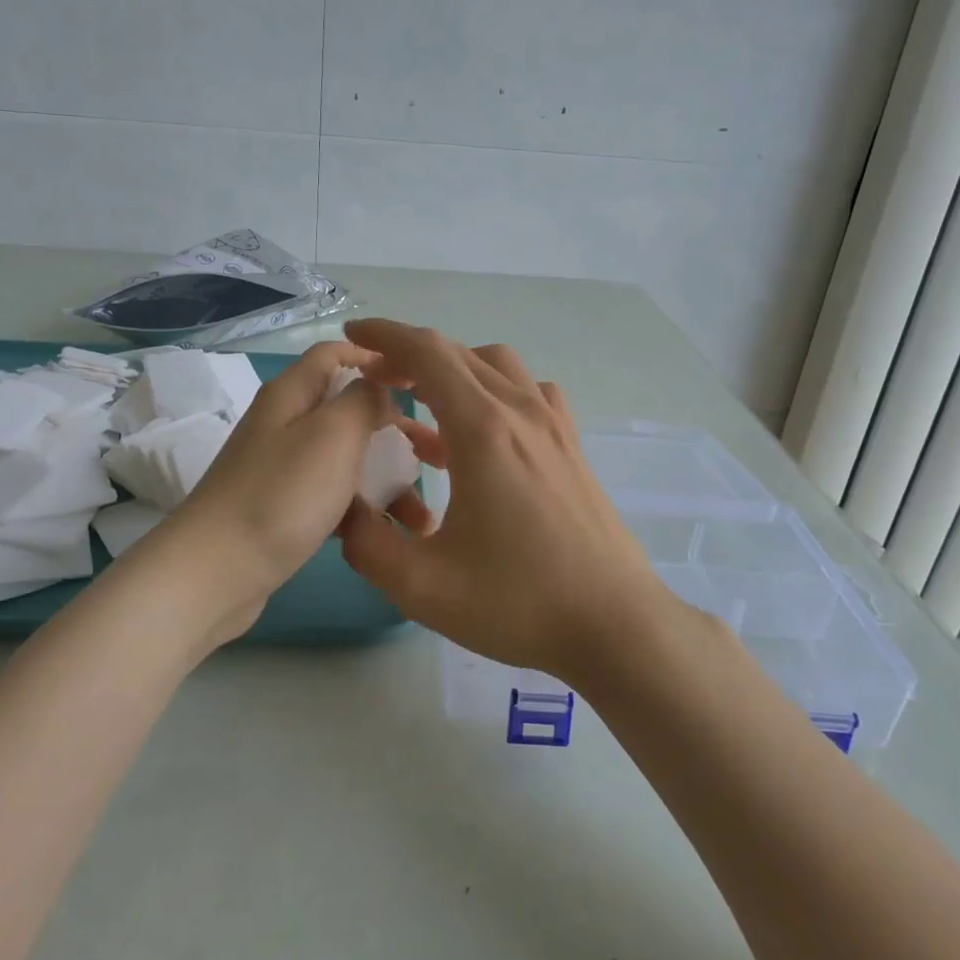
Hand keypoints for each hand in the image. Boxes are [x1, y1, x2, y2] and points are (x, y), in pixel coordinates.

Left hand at [169, 340, 403, 641]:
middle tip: (438, 455)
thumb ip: (364, 400)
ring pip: (349, 459)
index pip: (336, 353)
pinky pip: (335, 497)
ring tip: (424, 517)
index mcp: (293, 394)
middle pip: (350, 410)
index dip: (377, 358)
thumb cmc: (282, 493)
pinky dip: (364, 510)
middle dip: (398, 429)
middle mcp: (287, 423)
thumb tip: (379, 389)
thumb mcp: (333, 434)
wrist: (215, 573)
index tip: (421, 382)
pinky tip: (391, 535)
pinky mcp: (285, 508)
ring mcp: (284, 468)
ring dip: (389, 479)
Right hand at [337, 319, 671, 683]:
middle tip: (375, 380)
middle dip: (410, 355)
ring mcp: (553, 426)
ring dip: (455, 369)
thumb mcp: (422, 586)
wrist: (615, 624)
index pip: (428, 353)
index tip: (352, 335)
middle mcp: (520, 411)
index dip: (385, 335)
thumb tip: (344, 513)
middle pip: (459, 354)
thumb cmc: (518, 602)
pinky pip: (529, 392)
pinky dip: (494, 390)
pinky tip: (482, 431)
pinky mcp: (571, 446)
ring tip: (424, 402)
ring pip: (498, 366)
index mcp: (483, 429)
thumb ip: (367, 544)